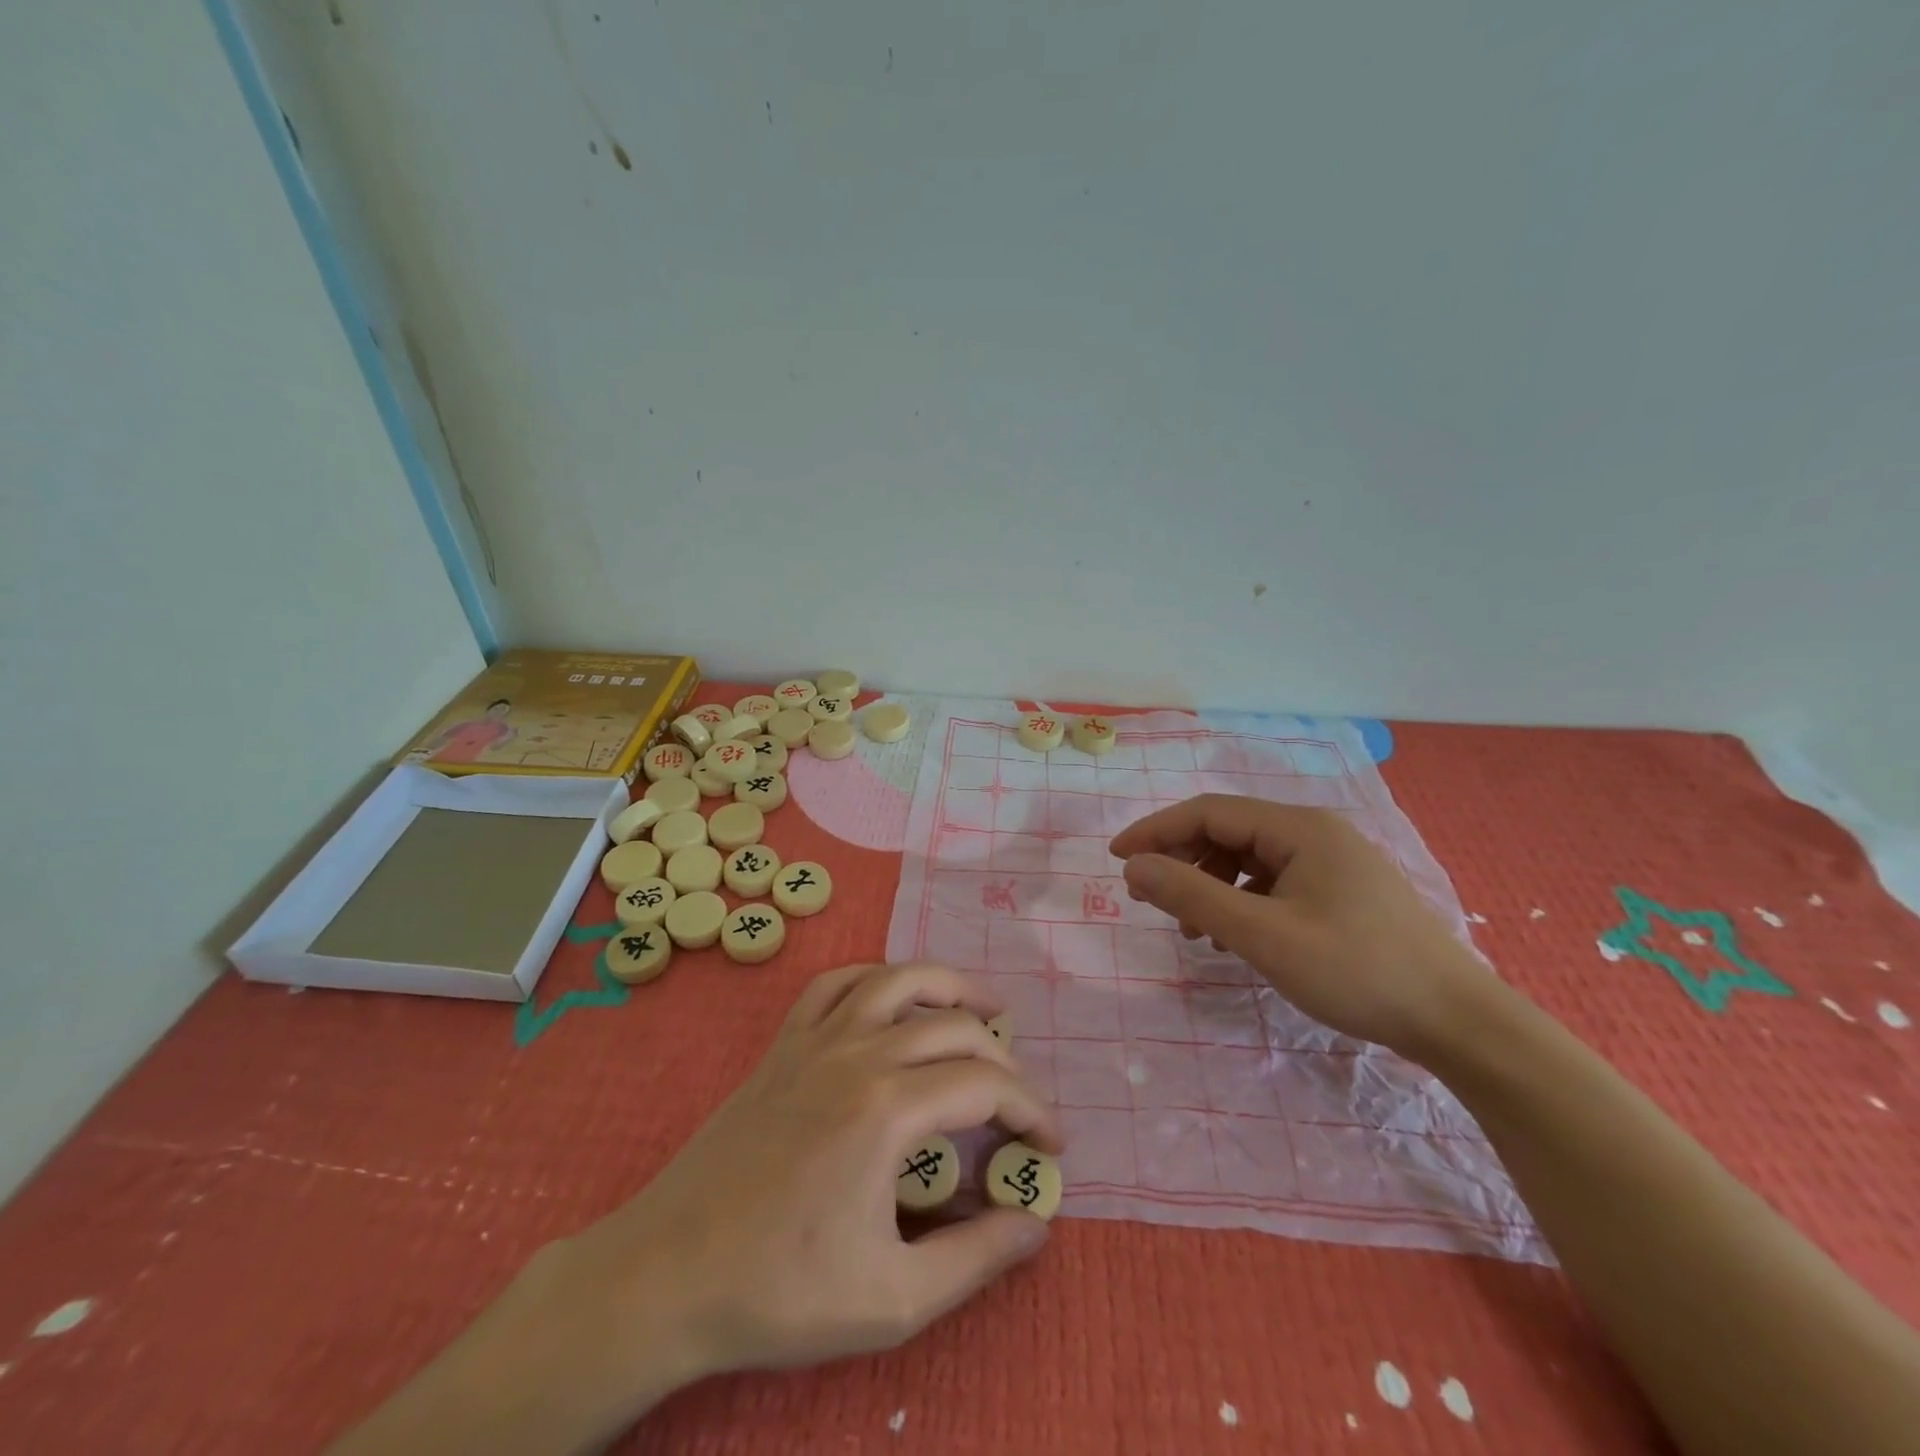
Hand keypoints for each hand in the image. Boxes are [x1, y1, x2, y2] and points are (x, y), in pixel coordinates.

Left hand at [567, 961, 1062, 1382]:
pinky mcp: (784, 1044)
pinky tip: (893, 997)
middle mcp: (859, 1054)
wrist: (666, 1275)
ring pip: (897, 980)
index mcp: (888, 1109)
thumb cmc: (779, 1292)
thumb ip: (976, 1258)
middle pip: (954, 1026)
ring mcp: (816, 1040)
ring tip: (983, 1006)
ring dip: (949, 986)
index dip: (1031, 1109)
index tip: (1051, 1145)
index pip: (986, 1085)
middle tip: (1020, 1097)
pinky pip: (836, 984)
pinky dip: (877, 978)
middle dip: (1002, 1055)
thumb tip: (1036, 1224)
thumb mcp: (892, 1299)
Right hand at [1110, 796, 1483, 1060]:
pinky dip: (1240, 903)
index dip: (1156, 831)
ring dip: (1209, 886)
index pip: (1208, 812)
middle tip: (1147, 898)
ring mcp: (1330, 862)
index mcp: (1299, 828)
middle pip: (1227, 832)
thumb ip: (1193, 896)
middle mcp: (1314, 833)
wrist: (1458, 1022)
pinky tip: (1233, 938)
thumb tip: (1134, 867)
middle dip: (1181, 861)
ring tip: (1190, 930)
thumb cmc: (1357, 970)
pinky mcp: (1339, 892)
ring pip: (1247, 860)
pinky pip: (1272, 883)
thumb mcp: (1263, 936)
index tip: (1117, 860)